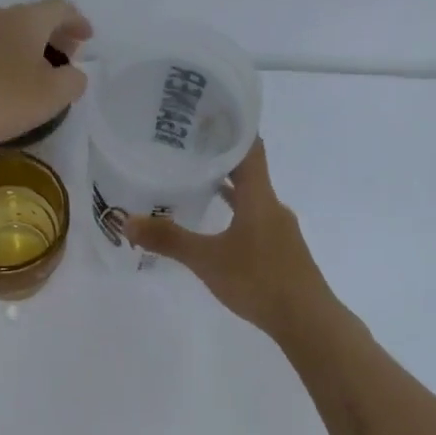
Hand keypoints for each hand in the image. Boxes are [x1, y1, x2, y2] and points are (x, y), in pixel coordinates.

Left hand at [0, 0, 92, 148]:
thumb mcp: (51, 96)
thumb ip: (73, 81)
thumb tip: (73, 72)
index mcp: (26, 19)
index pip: (61, 8)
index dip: (78, 22)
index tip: (88, 39)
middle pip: (35, 18)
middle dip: (56, 35)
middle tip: (67, 59)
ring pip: (12, 32)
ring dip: (31, 48)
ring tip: (39, 76)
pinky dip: (9, 59)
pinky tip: (9, 84)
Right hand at [127, 140, 330, 335]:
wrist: (308, 321)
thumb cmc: (260, 280)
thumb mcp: (208, 260)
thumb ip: (169, 240)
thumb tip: (127, 221)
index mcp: (259, 196)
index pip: (249, 146)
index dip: (231, 126)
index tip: (205, 113)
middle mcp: (271, 205)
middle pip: (248, 168)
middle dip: (220, 155)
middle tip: (187, 144)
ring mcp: (278, 228)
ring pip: (251, 195)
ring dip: (228, 185)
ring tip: (195, 178)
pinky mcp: (280, 248)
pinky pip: (254, 216)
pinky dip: (235, 211)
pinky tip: (218, 224)